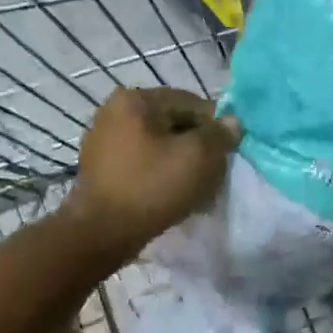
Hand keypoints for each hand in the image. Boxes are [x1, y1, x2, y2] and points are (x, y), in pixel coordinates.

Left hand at [64, 87, 238, 262]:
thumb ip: (221, 134)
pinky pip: (142, 162)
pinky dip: (159, 173)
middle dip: (197, 146)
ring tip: (194, 189)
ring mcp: (103, 139)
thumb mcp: (199, 157)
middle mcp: (114, 111)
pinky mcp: (100, 167)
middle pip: (174, 123)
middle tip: (213, 174)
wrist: (102, 233)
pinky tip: (171, 194)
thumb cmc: (152, 186)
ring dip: (180, 162)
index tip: (227, 154)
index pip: (191, 103)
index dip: (215, 127)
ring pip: (159, 144)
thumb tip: (231, 123)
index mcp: (135, 99)